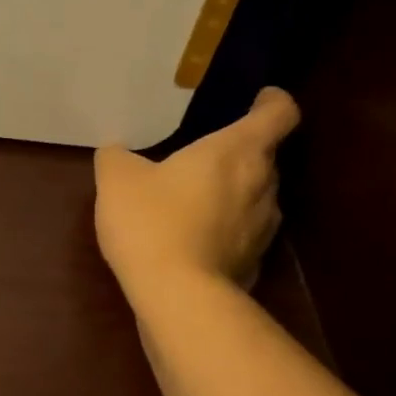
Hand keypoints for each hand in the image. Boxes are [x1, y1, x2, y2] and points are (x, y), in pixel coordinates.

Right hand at [94, 87, 300, 303]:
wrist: (176, 296)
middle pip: (267, 156)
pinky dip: (228, 231)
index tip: (258, 99)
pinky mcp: (254, 263)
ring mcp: (264, 227)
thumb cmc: (151, 222)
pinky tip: (197, 241)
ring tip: (201, 199)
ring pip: (258, 197)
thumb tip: (116, 152)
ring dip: (236, 193)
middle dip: (243, 152)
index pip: (279, 112)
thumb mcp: (117, 180)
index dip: (272, 101)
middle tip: (208, 155)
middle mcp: (263, 184)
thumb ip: (117, 157)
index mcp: (237, 150)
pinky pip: (245, 235)